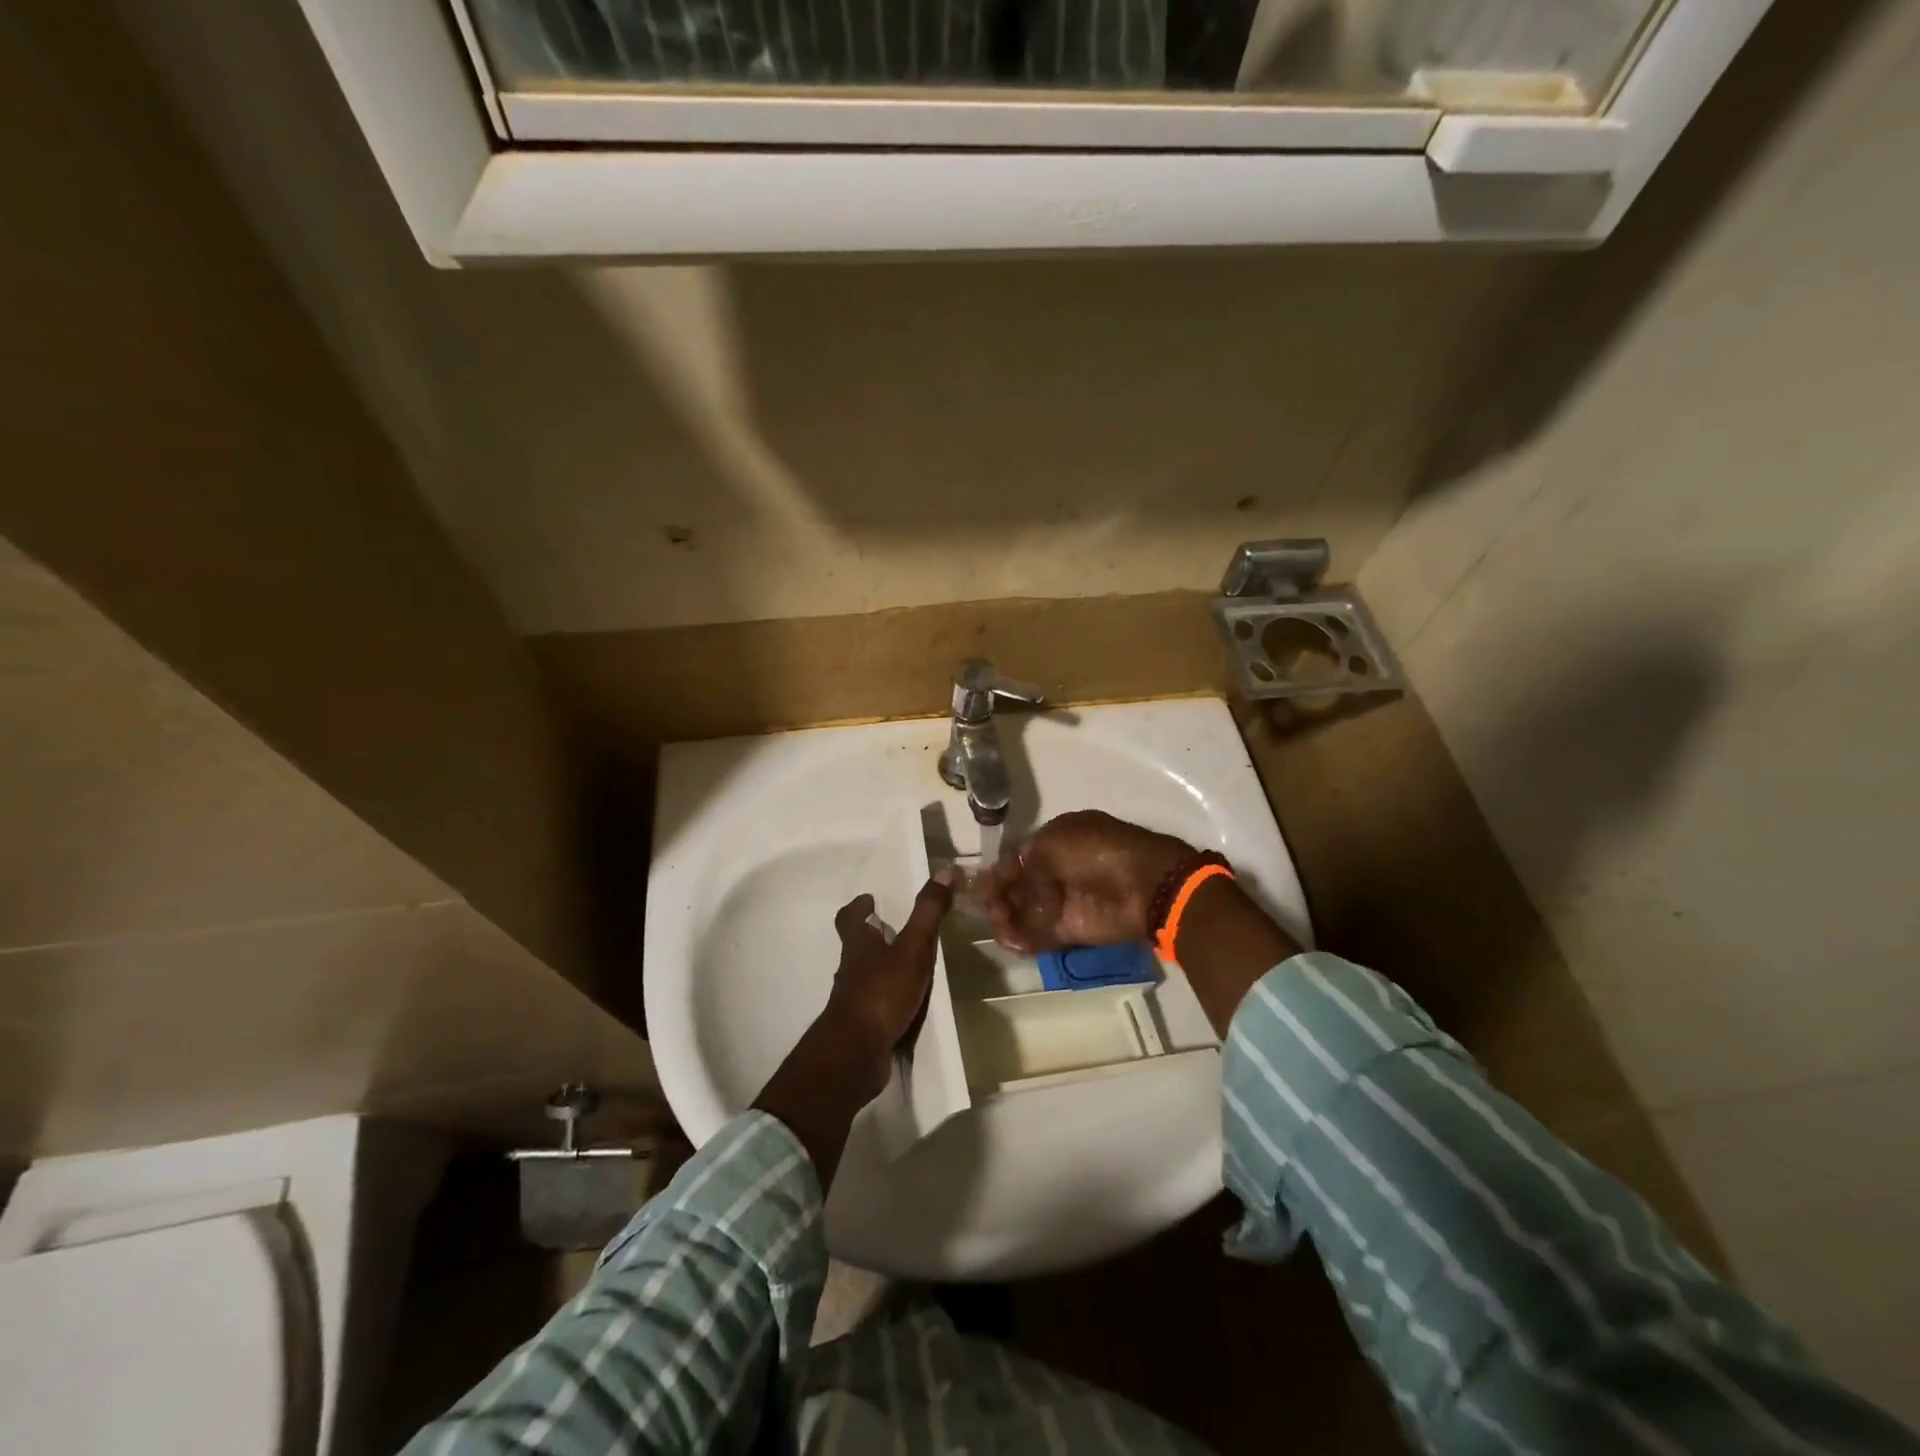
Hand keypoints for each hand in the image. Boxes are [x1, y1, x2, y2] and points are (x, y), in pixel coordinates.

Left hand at [823, 873, 953, 1096]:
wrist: (856, 1052)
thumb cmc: (882, 992)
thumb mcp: (912, 948)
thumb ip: (927, 913)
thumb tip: (944, 871)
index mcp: (858, 945)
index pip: (849, 918)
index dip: (858, 908)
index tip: (870, 900)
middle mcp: (851, 969)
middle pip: (856, 946)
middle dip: (872, 937)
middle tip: (894, 930)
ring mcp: (853, 999)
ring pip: (864, 976)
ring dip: (881, 968)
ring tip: (907, 966)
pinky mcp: (861, 1026)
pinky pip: (875, 1005)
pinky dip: (887, 999)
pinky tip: (906, 1004)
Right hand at [980, 810, 1191, 951]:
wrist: (1143, 886)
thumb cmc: (1095, 853)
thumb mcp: (1052, 842)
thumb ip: (1023, 861)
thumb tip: (1005, 878)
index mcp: (1059, 839)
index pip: (1020, 856)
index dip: (1000, 871)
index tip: (980, 886)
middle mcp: (1061, 868)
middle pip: (1021, 885)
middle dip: (1000, 896)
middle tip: (986, 909)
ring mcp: (1068, 900)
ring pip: (1028, 910)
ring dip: (1009, 918)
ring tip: (998, 927)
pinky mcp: (1074, 929)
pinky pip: (1042, 934)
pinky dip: (1025, 939)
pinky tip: (1011, 942)